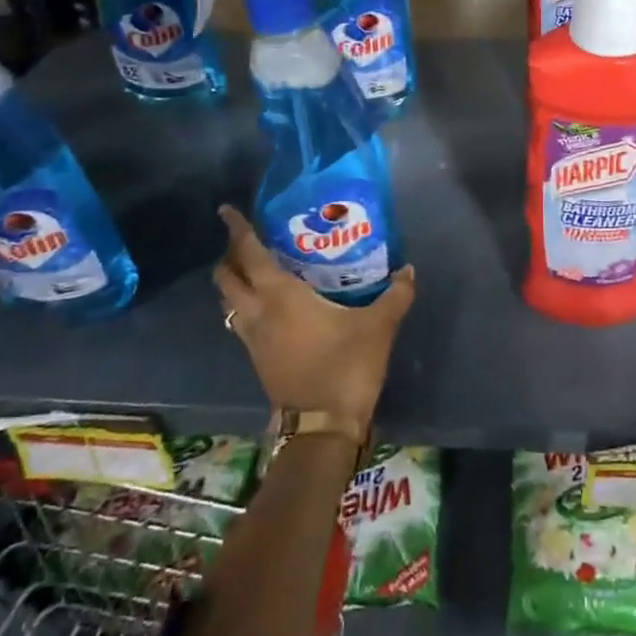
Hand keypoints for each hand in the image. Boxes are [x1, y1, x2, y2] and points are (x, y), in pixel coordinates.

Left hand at [213, 205, 415, 427]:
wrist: (322, 425)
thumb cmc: (346, 365)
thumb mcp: (379, 326)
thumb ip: (396, 294)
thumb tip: (408, 270)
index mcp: (280, 296)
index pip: (250, 254)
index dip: (237, 230)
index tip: (226, 210)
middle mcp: (257, 313)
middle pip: (227, 278)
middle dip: (230, 255)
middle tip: (247, 240)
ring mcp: (252, 339)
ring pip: (228, 302)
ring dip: (234, 282)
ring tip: (255, 269)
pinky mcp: (257, 358)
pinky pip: (239, 321)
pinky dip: (244, 305)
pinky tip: (269, 306)